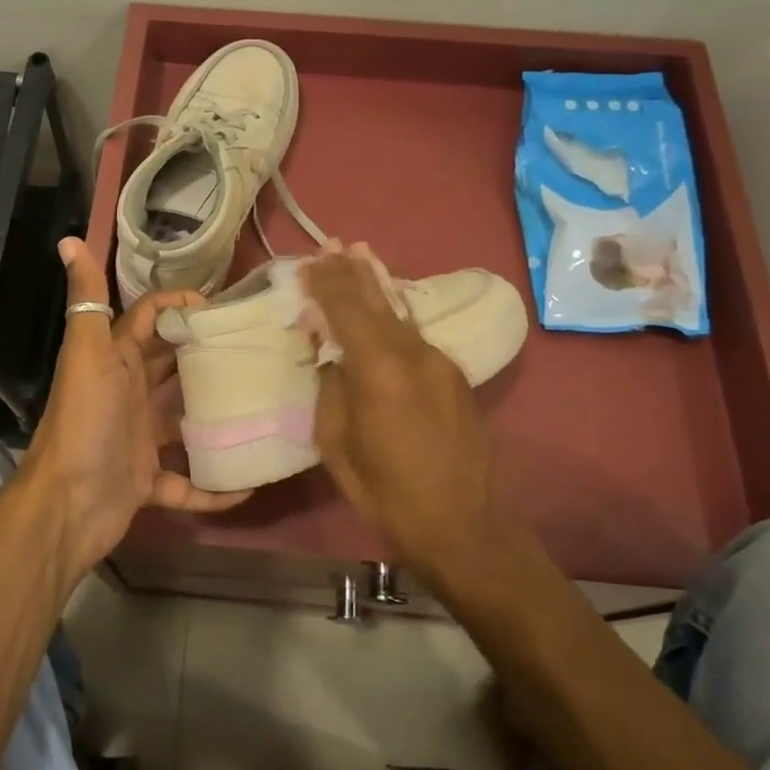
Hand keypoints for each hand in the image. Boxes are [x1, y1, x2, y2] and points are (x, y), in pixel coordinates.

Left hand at [16, 238, 251, 580]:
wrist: (67, 505)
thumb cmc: (86, 421)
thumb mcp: (88, 354)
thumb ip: (86, 300)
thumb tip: (69, 240)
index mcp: (116, 359)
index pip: (150, 318)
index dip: (181, 305)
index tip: (227, 307)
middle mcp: (129, 394)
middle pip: (172, 366)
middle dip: (208, 355)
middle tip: (259, 349)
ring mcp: (139, 440)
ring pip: (184, 423)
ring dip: (216, 417)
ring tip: (266, 404)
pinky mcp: (148, 482)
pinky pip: (188, 482)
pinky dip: (214, 486)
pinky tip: (251, 482)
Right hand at [303, 248, 492, 568]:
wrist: (462, 525)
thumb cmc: (385, 491)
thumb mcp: (337, 442)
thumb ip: (332, 388)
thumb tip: (331, 356)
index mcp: (379, 367)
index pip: (346, 307)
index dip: (325, 282)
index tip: (307, 264)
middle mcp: (413, 352)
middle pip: (377, 299)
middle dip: (352, 271)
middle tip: (334, 244)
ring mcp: (440, 362)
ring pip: (401, 313)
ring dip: (377, 286)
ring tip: (361, 256)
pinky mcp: (454, 376)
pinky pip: (415, 335)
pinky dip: (394, 316)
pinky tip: (385, 310)